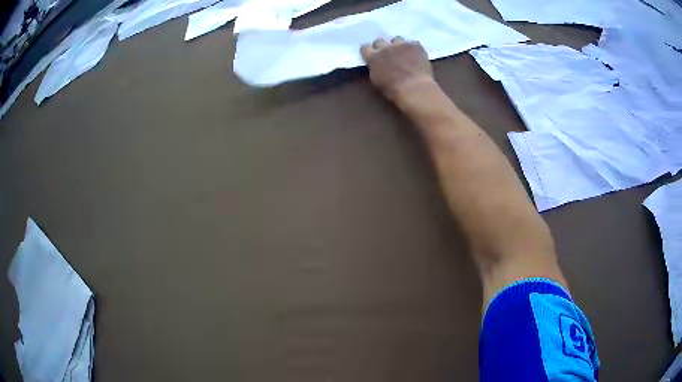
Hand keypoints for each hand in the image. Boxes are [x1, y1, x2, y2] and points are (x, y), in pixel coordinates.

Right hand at [360, 37, 434, 102]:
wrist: (414, 89)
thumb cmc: (393, 90)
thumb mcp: (377, 80)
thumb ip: (374, 67)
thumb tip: (376, 63)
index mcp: (373, 57)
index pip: (365, 47)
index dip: (369, 51)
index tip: (372, 55)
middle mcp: (385, 47)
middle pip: (379, 41)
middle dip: (382, 47)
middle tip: (388, 55)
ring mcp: (401, 44)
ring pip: (397, 39)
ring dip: (398, 45)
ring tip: (404, 53)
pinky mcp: (415, 45)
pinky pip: (413, 43)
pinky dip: (413, 48)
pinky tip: (416, 56)